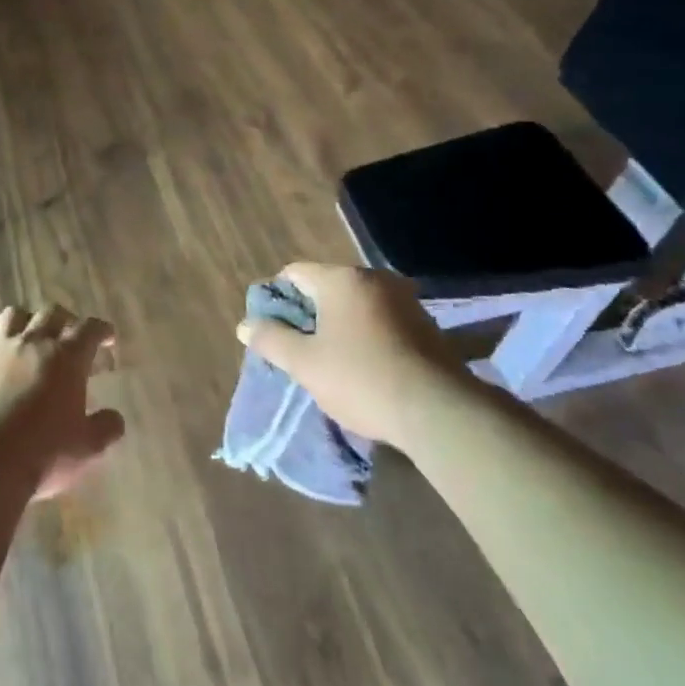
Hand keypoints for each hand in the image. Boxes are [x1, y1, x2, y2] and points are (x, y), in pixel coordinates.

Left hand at [0, 306, 126, 499]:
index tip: (108, 338)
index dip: (102, 330)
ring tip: (33, 338)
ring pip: (15, 316)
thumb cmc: (42, 454)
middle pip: (52, 313)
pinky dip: (0, 350)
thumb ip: (105, 428)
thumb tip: (114, 418)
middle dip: (67, 320)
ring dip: (29, 322)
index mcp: (66, 358)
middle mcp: (33, 343)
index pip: (89, 329)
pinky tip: (1, 368)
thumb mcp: (86, 448)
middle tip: (72, 337)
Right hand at [237, 262, 456, 449]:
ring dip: (338, 326)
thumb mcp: (305, 364)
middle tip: (297, 349)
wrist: (439, 412)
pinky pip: (380, 320)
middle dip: (308, 314)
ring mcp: (404, 300)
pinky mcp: (425, 325)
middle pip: (325, 287)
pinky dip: (365, 336)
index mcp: (341, 279)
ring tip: (329, 361)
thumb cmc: (361, 379)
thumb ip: (271, 340)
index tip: (272, 329)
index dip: (275, 298)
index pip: (294, 273)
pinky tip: (364, 367)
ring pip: (354, 305)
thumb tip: (245, 325)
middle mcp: (374, 279)